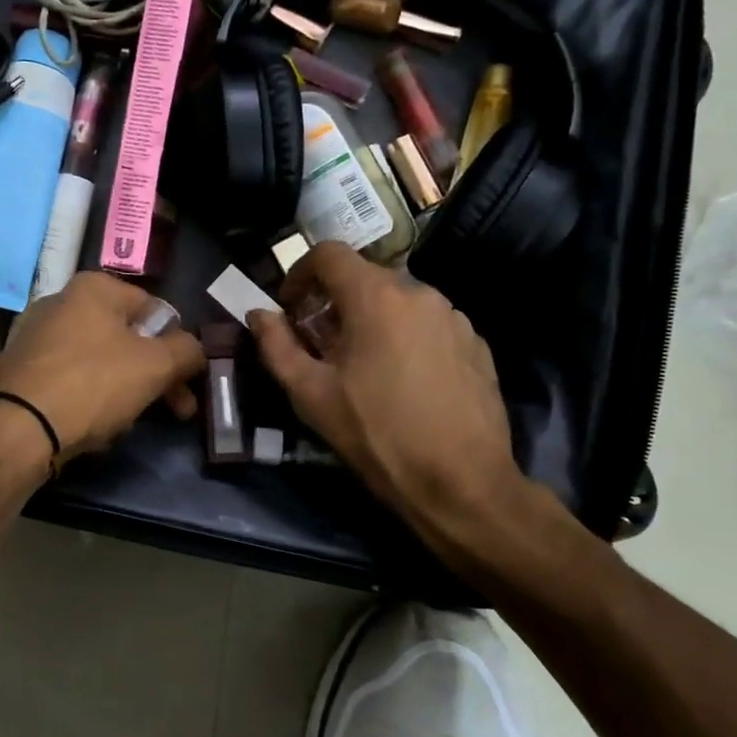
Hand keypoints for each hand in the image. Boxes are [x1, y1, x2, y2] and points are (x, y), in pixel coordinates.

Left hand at [0, 273, 205, 463]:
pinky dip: (87, 397)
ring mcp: (35, 334)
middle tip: (175, 411)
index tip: (187, 386)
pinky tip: (92, 425)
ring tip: (127, 423)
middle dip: (154, 376)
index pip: (155, 311)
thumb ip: (186, 351)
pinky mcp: (19, 368)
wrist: (17, 428)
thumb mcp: (155, 366)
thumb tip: (194, 350)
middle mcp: (61, 300)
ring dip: (123, 390)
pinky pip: (69, 378)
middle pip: (126, 338)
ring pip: (99, 361)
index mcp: (94, 287)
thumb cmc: (93, 385)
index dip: (178, 349)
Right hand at [248, 242, 534, 558]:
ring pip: (399, 302)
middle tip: (320, 345)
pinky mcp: (477, 343)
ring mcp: (454, 317)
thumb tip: (259, 314)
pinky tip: (403, 381)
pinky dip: (405, 337)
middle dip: (334, 302)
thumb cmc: (376, 435)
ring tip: (363, 366)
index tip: (290, 307)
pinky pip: (429, 325)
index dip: (300, 273)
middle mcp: (420, 293)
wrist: (462, 483)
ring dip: (372, 320)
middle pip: (365, 278)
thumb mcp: (310, 394)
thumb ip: (276, 345)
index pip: (329, 253)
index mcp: (376, 297)